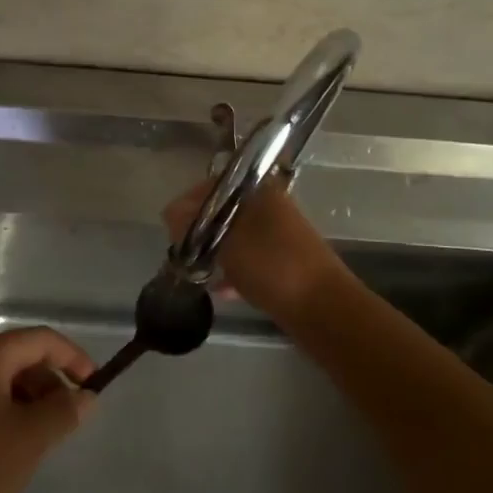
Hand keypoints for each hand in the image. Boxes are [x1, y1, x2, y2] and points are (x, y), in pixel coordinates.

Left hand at [0, 327, 96, 492]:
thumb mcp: (31, 437)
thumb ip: (65, 410)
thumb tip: (87, 397)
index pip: (41, 340)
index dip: (73, 357)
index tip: (95, 386)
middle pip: (24, 358)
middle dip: (54, 382)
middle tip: (73, 417)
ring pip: (9, 383)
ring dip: (36, 402)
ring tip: (50, 437)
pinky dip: (16, 417)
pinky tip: (23, 449)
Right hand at [162, 177, 349, 321]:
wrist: (323, 308)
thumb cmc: (271, 265)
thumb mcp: (224, 241)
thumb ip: (192, 223)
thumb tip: (170, 213)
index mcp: (258, 190)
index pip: (213, 185)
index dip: (188, 203)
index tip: (170, 227)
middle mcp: (269, 206)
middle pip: (223, 212)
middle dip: (199, 230)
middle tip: (182, 251)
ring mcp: (278, 235)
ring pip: (235, 237)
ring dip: (214, 251)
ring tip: (195, 271)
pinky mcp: (283, 263)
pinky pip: (249, 260)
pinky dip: (232, 271)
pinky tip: (217, 290)